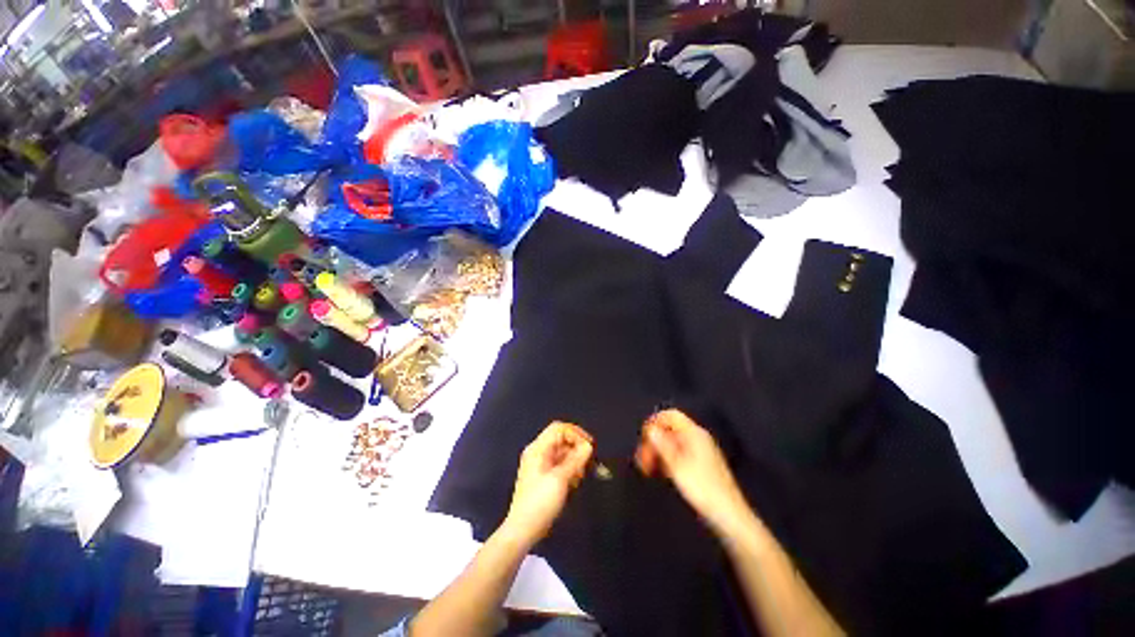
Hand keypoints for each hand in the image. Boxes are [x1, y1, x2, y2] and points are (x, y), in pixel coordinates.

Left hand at [502, 421, 593, 546]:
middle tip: (588, 463)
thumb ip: (576, 460)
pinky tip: (574, 483)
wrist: (522, 530)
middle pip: (561, 439)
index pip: (559, 429)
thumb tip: (589, 446)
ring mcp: (540, 464)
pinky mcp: (543, 476)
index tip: (590, 447)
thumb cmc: (540, 502)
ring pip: (562, 453)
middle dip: (576, 449)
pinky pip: (560, 464)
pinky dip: (569, 469)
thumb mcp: (560, 479)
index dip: (576, 434)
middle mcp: (538, 452)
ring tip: (580, 476)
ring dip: (574, 461)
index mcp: (538, 448)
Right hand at [636, 410, 751, 533]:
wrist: (729, 515)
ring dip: (658, 452)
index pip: (671, 415)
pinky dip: (667, 460)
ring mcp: (701, 451)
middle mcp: (698, 438)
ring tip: (647, 468)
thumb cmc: (702, 488)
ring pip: (673, 443)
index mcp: (694, 433)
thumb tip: (650, 429)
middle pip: (670, 429)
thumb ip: (662, 444)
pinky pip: (679, 454)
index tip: (642, 436)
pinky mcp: (701, 465)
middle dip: (654, 441)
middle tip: (642, 458)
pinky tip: (660, 473)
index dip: (654, 421)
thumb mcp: (677, 466)